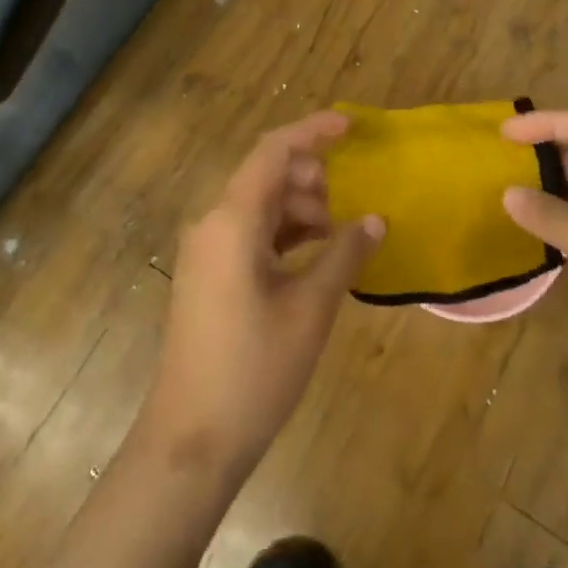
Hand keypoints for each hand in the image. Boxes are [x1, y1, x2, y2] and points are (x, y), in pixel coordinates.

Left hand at [140, 112, 383, 483]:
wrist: (191, 441)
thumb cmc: (255, 368)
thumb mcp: (311, 308)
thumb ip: (345, 254)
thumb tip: (376, 219)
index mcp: (232, 220)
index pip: (273, 151)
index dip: (312, 131)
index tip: (351, 126)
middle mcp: (212, 224)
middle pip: (265, 175)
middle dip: (311, 176)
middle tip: (351, 199)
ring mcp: (205, 251)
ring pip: (258, 205)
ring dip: (299, 208)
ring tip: (339, 231)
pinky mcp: (208, 275)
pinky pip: (249, 233)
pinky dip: (283, 233)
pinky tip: (314, 254)